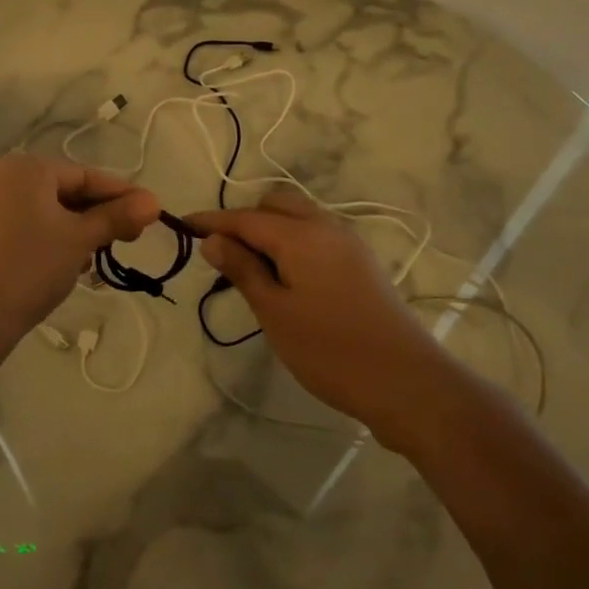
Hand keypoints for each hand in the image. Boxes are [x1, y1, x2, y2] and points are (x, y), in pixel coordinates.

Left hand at [0, 154, 158, 353]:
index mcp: (26, 167)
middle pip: (59, 190)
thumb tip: (154, 202)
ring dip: (67, 230)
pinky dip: (38, 238)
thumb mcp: (80, 241)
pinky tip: (52, 265)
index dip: (121, 195)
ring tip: (87, 261)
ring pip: (36, 210)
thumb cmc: (30, 267)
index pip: (85, 176)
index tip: (149, 215)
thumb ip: (116, 217)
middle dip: (93, 216)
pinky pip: (13, 224)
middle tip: (121, 242)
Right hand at [187, 187, 452, 434]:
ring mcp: (349, 244)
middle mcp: (327, 227)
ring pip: (300, 218)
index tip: (182, 225)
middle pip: (276, 205)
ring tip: (249, 267)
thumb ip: (242, 270)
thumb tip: (213, 239)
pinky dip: (292, 242)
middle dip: (244, 219)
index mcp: (301, 234)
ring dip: (270, 230)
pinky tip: (284, 276)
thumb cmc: (330, 350)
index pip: (245, 217)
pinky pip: (317, 236)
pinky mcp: (362, 264)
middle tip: (221, 253)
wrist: (407, 382)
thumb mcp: (275, 312)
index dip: (211, 221)